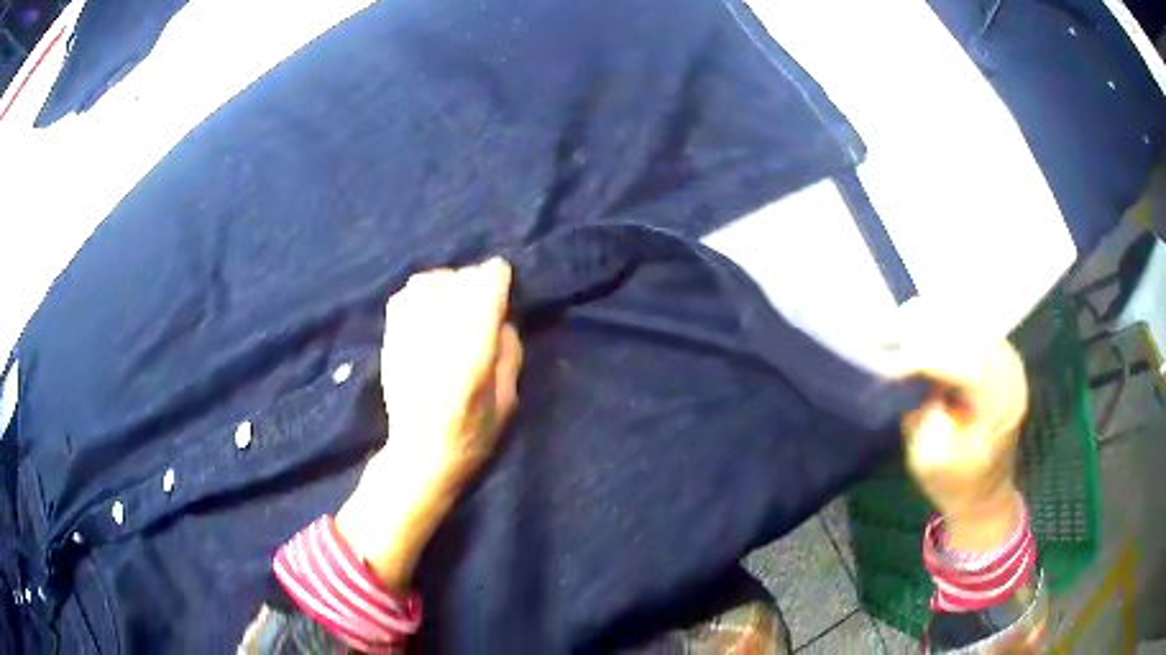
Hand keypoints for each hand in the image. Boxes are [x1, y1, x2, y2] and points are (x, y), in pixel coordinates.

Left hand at [336, 259, 522, 586]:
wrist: (420, 455)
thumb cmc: (473, 435)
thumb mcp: (509, 400)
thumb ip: (509, 352)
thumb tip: (502, 316)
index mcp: (472, 356)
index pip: (485, 291)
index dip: (498, 276)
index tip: (503, 278)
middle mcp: (438, 338)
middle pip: (459, 281)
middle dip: (476, 279)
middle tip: (483, 292)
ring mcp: (409, 337)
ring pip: (428, 282)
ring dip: (447, 282)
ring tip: (454, 296)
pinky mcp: (390, 341)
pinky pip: (403, 296)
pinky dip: (420, 292)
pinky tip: (429, 307)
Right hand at [900, 337, 1028, 552]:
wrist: (986, 493)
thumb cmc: (955, 483)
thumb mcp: (929, 462)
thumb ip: (923, 415)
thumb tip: (914, 374)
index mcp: (997, 408)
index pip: (965, 363)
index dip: (926, 356)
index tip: (891, 363)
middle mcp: (1011, 376)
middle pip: (971, 331)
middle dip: (929, 328)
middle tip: (890, 333)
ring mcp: (1011, 363)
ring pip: (974, 319)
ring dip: (938, 318)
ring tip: (904, 326)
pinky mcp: (1005, 358)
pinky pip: (977, 324)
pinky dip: (950, 320)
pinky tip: (927, 327)